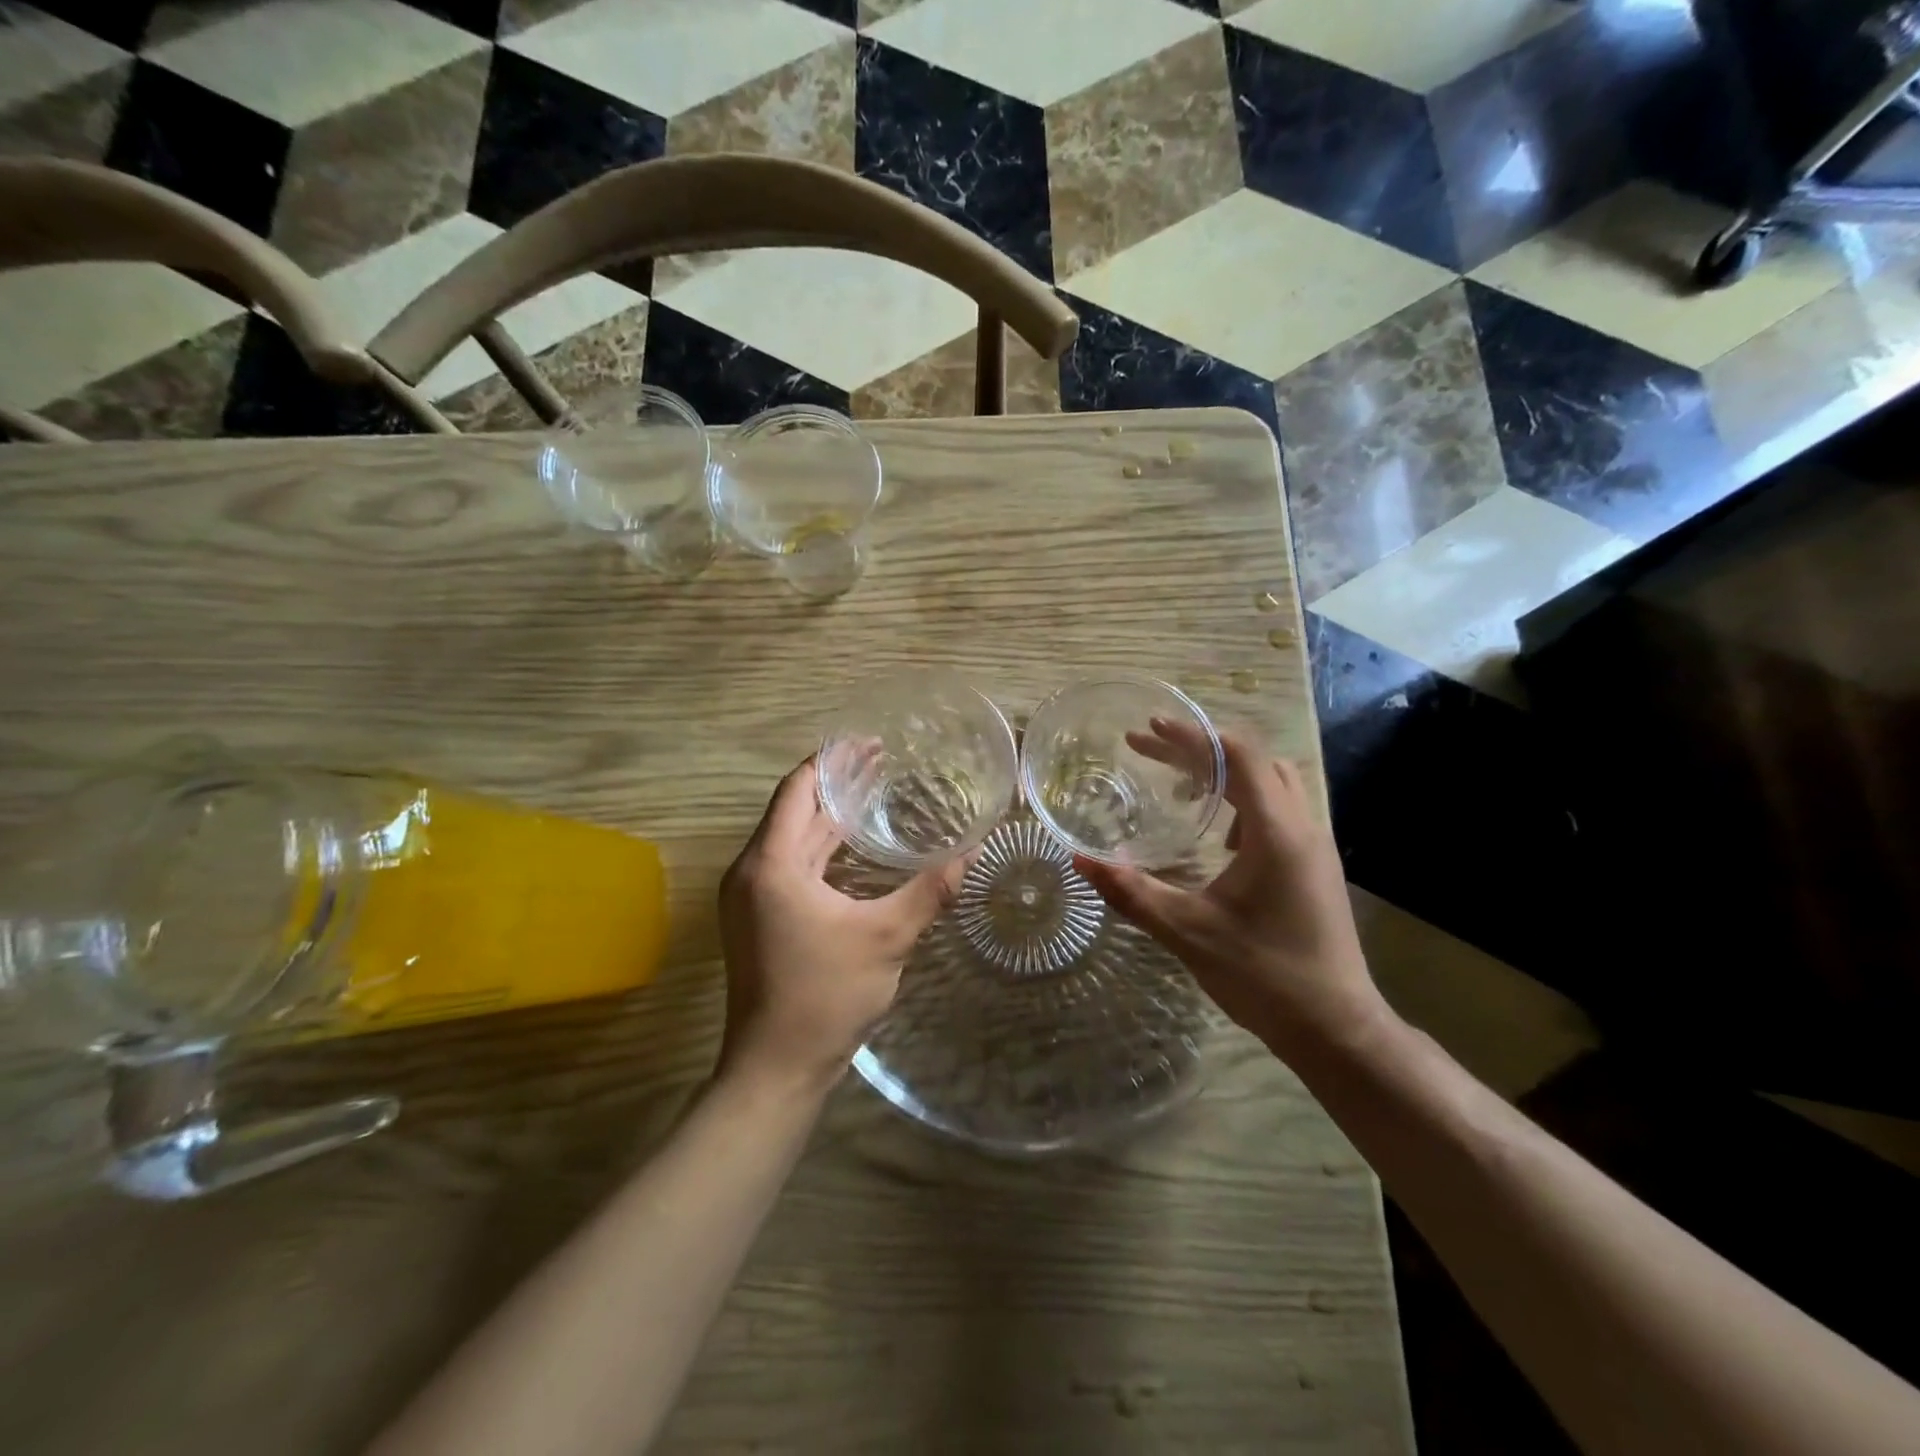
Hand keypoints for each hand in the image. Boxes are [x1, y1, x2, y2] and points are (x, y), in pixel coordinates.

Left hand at [716, 756, 967, 1095]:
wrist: (776, 1068)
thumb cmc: (825, 995)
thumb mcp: (886, 937)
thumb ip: (930, 890)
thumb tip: (972, 852)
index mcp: (771, 864)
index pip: (798, 789)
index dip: (832, 760)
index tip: (869, 743)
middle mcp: (753, 871)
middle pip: (795, 810)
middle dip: (837, 785)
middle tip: (884, 763)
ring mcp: (751, 897)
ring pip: (792, 840)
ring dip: (830, 817)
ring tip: (875, 794)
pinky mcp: (759, 919)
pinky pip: (791, 865)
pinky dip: (822, 848)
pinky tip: (855, 848)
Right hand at [1074, 722, 1389, 1061]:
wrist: (1336, 1029)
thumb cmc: (1263, 975)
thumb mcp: (1188, 932)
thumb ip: (1131, 892)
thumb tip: (1079, 860)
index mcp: (1275, 832)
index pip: (1236, 755)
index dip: (1190, 735)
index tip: (1147, 729)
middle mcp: (1302, 826)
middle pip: (1253, 759)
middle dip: (1200, 748)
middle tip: (1151, 751)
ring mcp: (1315, 846)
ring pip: (1271, 782)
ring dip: (1225, 773)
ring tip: (1180, 789)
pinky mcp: (1315, 866)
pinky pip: (1279, 809)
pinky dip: (1243, 801)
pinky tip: (1217, 839)